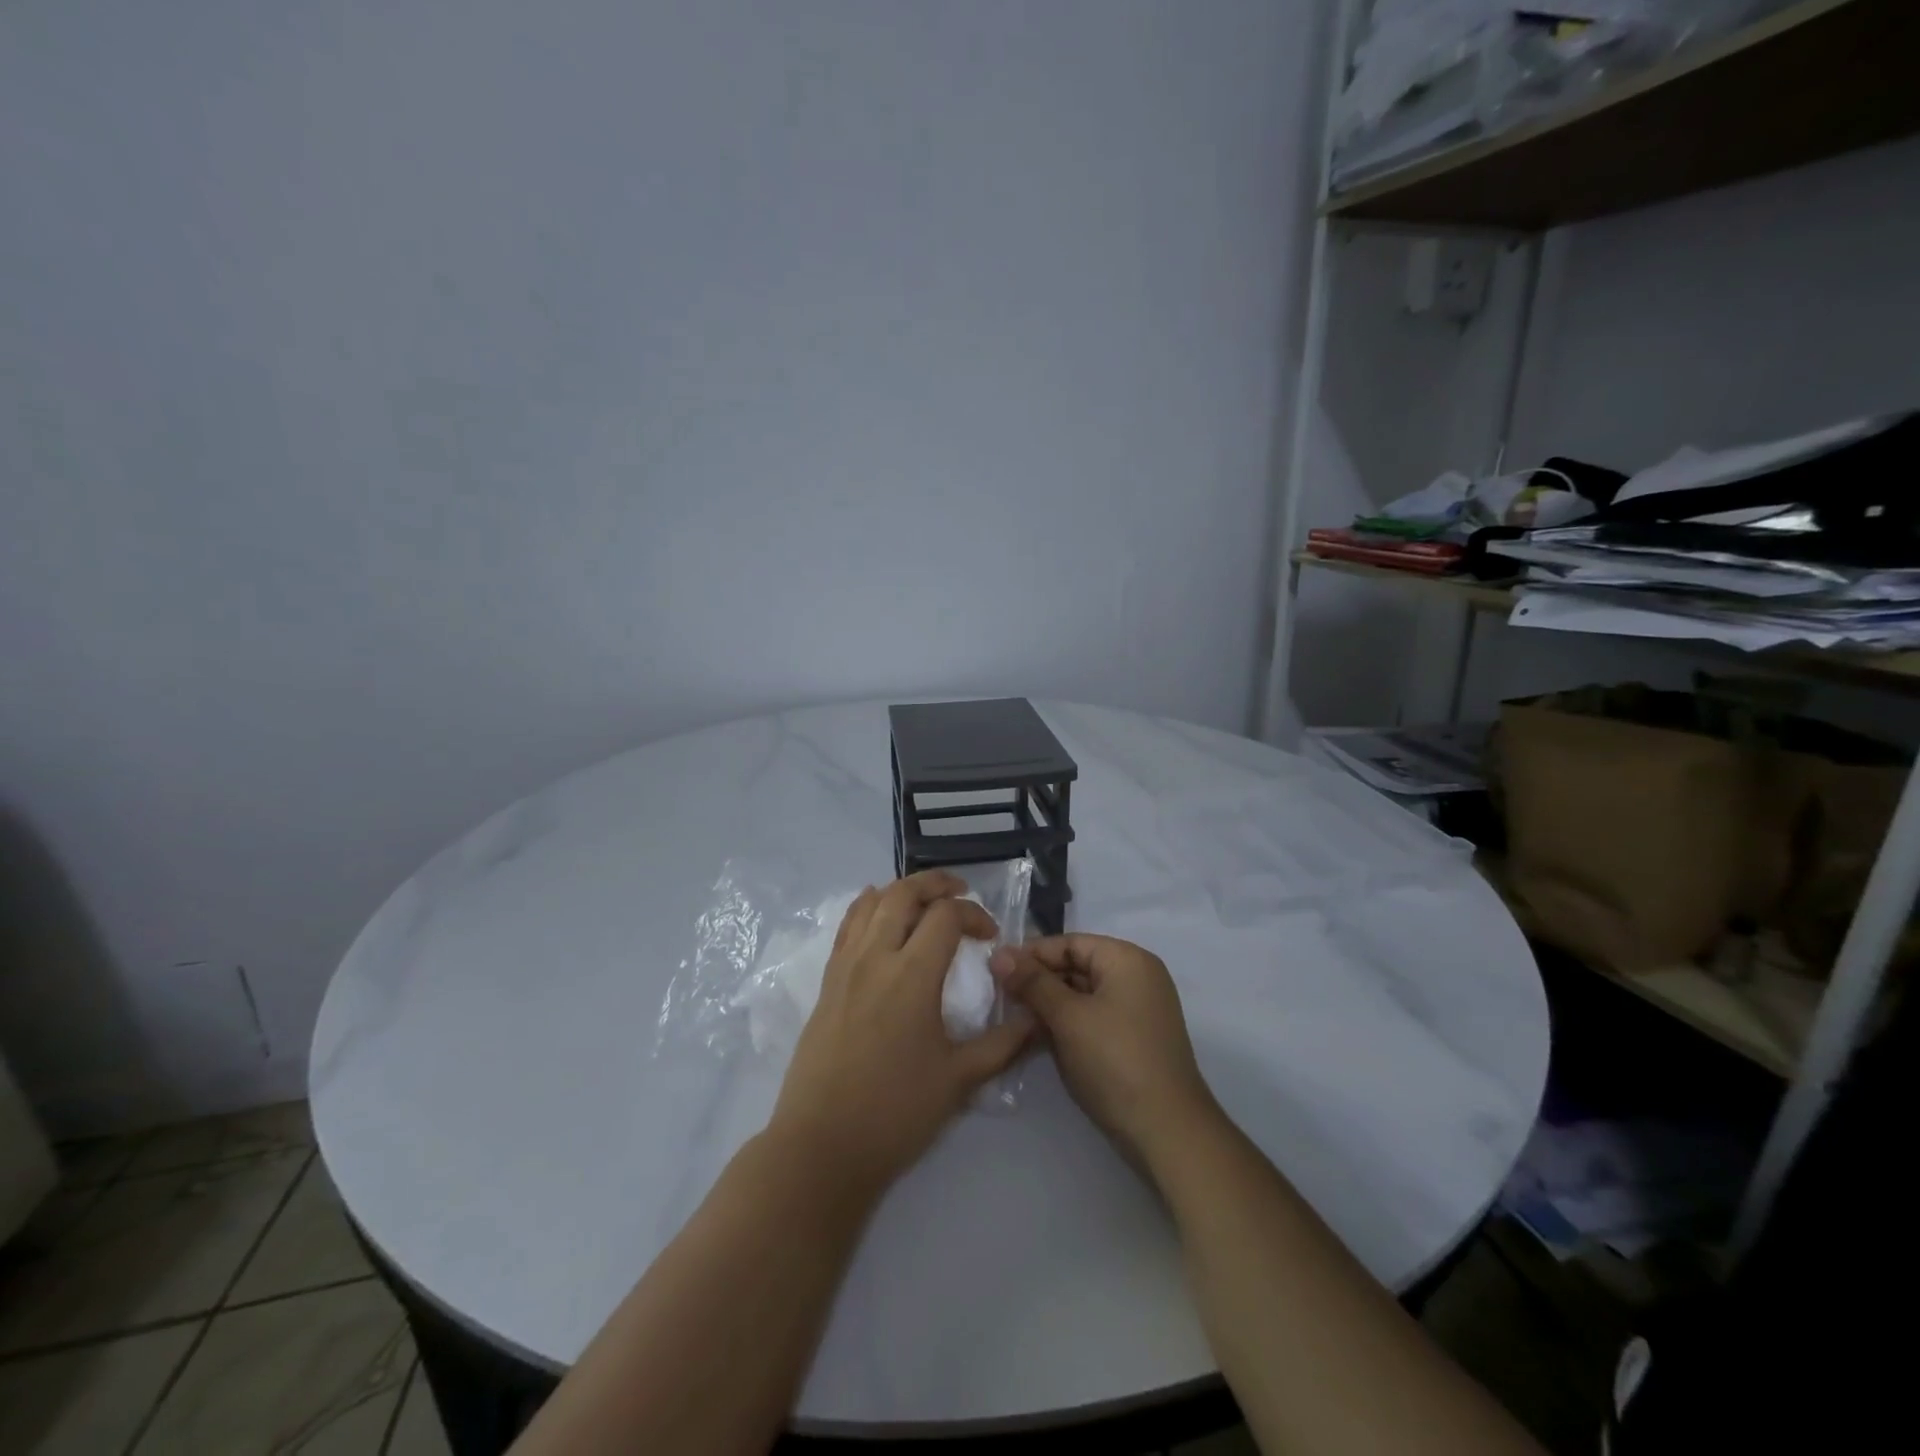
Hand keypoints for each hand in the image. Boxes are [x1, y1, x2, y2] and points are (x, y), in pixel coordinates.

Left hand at [769, 871, 1031, 1194]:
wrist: (823, 1146)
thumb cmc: (896, 1112)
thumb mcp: (960, 1079)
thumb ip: (1003, 1044)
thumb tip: (1037, 1020)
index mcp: (912, 974)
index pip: (946, 915)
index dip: (974, 914)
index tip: (990, 936)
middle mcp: (876, 957)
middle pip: (904, 893)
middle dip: (936, 883)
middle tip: (960, 892)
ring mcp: (845, 966)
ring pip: (871, 902)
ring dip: (901, 891)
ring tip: (923, 900)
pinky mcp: (827, 981)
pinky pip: (847, 926)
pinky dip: (867, 907)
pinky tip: (879, 913)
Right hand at [989, 934, 1216, 1166]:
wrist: (1166, 1132)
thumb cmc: (1115, 1061)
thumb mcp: (1068, 1018)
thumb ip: (1032, 983)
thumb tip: (999, 954)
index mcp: (1127, 960)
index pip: (1070, 943)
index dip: (1031, 954)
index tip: (994, 968)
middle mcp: (1137, 977)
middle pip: (1076, 966)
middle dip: (1038, 980)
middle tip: (999, 995)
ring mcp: (1138, 1010)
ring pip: (1082, 994)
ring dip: (1049, 1004)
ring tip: (1012, 1016)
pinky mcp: (1133, 1039)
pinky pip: (1093, 1017)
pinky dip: (1067, 1023)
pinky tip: (1038, 1037)